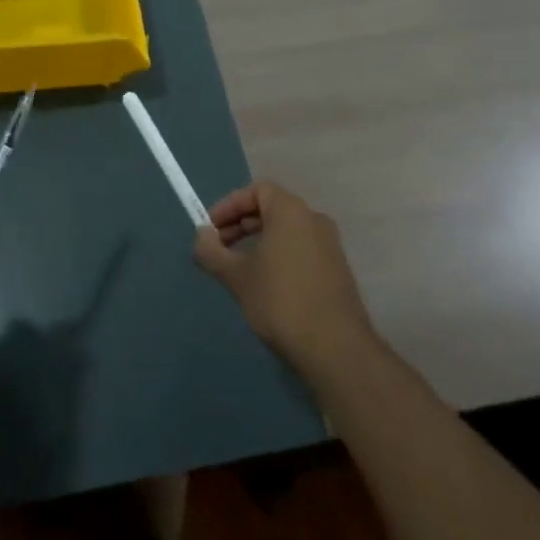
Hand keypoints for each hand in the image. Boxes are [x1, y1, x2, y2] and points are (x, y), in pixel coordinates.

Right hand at [193, 180, 379, 380]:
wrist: (336, 349)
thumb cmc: (281, 301)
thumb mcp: (236, 276)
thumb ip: (212, 251)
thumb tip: (201, 236)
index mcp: (290, 211)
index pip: (256, 190)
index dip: (229, 205)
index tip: (211, 228)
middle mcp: (314, 219)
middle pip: (271, 208)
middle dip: (241, 224)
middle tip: (220, 248)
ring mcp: (330, 245)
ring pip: (287, 231)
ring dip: (259, 242)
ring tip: (239, 268)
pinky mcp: (337, 270)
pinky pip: (301, 249)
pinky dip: (279, 255)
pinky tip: (266, 284)